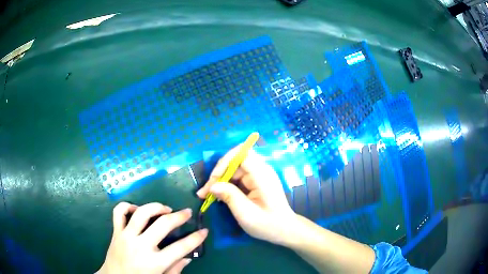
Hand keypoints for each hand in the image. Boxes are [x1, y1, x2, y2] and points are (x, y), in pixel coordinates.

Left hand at [97, 202, 207, 273]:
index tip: (204, 231)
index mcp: (155, 262)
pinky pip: (119, 212)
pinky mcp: (116, 231)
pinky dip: (128, 206)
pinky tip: (137, 209)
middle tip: (187, 212)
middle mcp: (141, 246)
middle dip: (179, 216)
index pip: (181, 248)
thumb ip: (176, 269)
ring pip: (141, 213)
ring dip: (156, 207)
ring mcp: (126, 236)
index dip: (195, 238)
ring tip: (165, 208)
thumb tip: (188, 257)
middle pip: (163, 224)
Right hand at [197, 145, 296, 245]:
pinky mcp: (255, 182)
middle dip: (218, 174)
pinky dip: (226, 185)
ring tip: (207, 195)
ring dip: (219, 180)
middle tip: (205, 191)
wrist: (285, 230)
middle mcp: (261, 171)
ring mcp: (258, 176)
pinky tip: (218, 196)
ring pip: (233, 169)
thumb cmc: (268, 224)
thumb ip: (230, 196)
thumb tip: (212, 186)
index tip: (214, 179)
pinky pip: (237, 177)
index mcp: (262, 175)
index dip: (225, 161)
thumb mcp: (246, 214)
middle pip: (235, 161)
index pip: (242, 153)